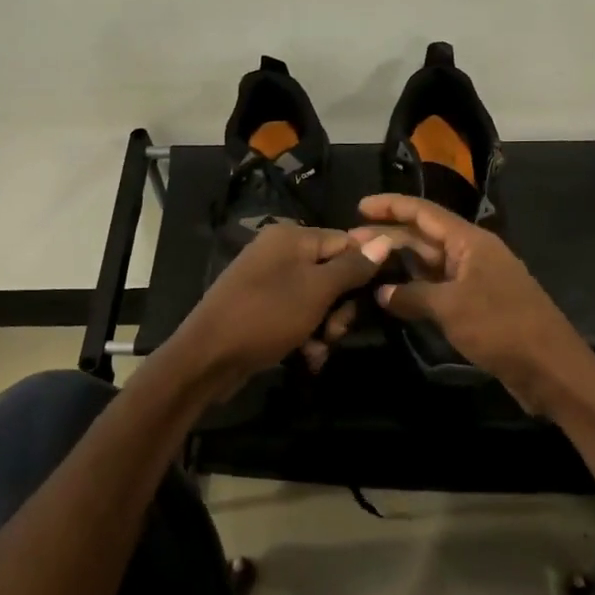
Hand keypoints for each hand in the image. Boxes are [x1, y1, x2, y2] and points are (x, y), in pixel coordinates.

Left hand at [171, 223, 392, 396]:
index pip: (346, 241)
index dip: (363, 270)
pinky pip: (297, 315)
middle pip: (333, 273)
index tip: (373, 299)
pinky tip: (307, 357)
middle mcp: (279, 252)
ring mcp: (268, 281)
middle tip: (335, 331)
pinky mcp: (261, 308)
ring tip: (318, 349)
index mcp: (292, 236)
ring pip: (318, 300)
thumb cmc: (267, 316)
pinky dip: (306, 335)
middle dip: (341, 307)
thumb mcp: (317, 290)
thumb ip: (353, 267)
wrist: (208, 358)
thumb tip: (387, 240)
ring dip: (325, 327)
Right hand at [351, 194, 583, 411]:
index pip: (425, 213)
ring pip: (430, 264)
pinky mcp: (477, 306)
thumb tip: (382, 293)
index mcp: (471, 242)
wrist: (549, 367)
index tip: (359, 207)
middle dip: (389, 237)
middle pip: (425, 237)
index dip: (391, 206)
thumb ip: (412, 296)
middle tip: (349, 244)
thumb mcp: (451, 308)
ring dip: (400, 263)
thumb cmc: (501, 327)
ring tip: (363, 265)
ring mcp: (476, 280)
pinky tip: (392, 296)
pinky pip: (439, 288)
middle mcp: (473, 254)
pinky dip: (416, 289)